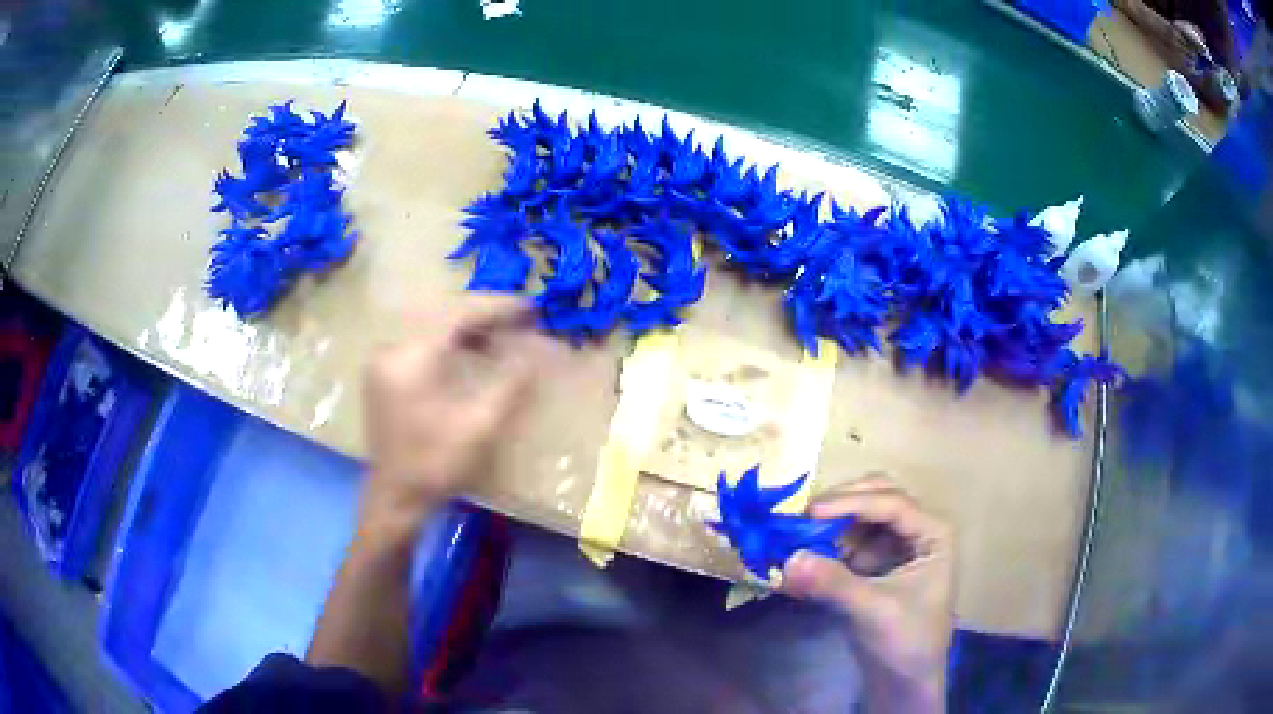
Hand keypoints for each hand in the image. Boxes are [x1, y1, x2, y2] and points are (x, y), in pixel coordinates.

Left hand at [360, 298, 554, 533]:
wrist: (395, 498)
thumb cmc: (437, 463)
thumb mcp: (481, 425)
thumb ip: (511, 382)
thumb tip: (537, 352)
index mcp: (413, 356)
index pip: (459, 314)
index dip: (498, 307)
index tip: (531, 309)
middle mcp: (392, 348)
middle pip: (443, 317)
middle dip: (484, 316)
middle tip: (520, 321)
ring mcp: (383, 361)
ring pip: (431, 330)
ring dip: (466, 331)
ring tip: (500, 338)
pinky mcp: (381, 376)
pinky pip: (419, 345)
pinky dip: (447, 345)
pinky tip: (468, 355)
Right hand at [781, 475, 954, 712]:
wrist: (904, 684)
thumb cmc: (906, 643)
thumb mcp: (874, 611)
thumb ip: (834, 583)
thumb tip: (787, 559)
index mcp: (932, 534)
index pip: (891, 504)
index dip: (851, 503)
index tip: (810, 512)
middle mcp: (916, 532)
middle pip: (877, 498)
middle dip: (840, 506)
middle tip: (802, 518)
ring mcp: (895, 549)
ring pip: (858, 520)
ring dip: (828, 528)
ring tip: (796, 540)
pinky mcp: (874, 568)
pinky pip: (847, 544)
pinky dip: (825, 548)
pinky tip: (803, 561)